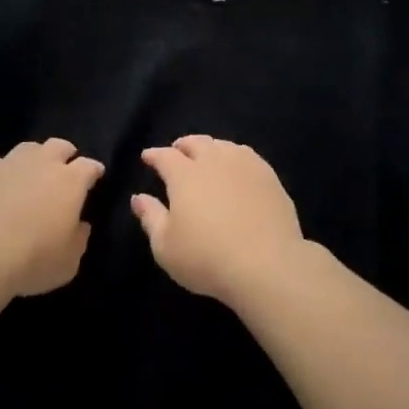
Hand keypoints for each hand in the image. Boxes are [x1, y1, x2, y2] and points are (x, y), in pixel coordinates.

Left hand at [0, 139, 103, 298]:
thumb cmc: (30, 261)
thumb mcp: (68, 263)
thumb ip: (79, 239)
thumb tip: (80, 225)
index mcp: (69, 182)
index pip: (89, 166)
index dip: (94, 170)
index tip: (96, 176)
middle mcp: (40, 163)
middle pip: (58, 146)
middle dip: (65, 154)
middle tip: (63, 170)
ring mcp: (6, 163)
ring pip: (26, 149)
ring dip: (32, 159)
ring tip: (27, 176)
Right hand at [133, 136, 305, 304]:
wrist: (267, 265)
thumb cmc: (207, 258)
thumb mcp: (165, 246)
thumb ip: (150, 218)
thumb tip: (138, 197)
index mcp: (185, 174)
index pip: (165, 156)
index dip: (154, 155)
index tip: (147, 157)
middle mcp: (214, 161)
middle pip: (196, 143)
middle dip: (183, 145)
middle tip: (177, 152)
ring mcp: (245, 165)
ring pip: (223, 146)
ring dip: (210, 148)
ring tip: (207, 157)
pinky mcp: (269, 177)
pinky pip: (247, 156)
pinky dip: (235, 157)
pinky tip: (237, 169)